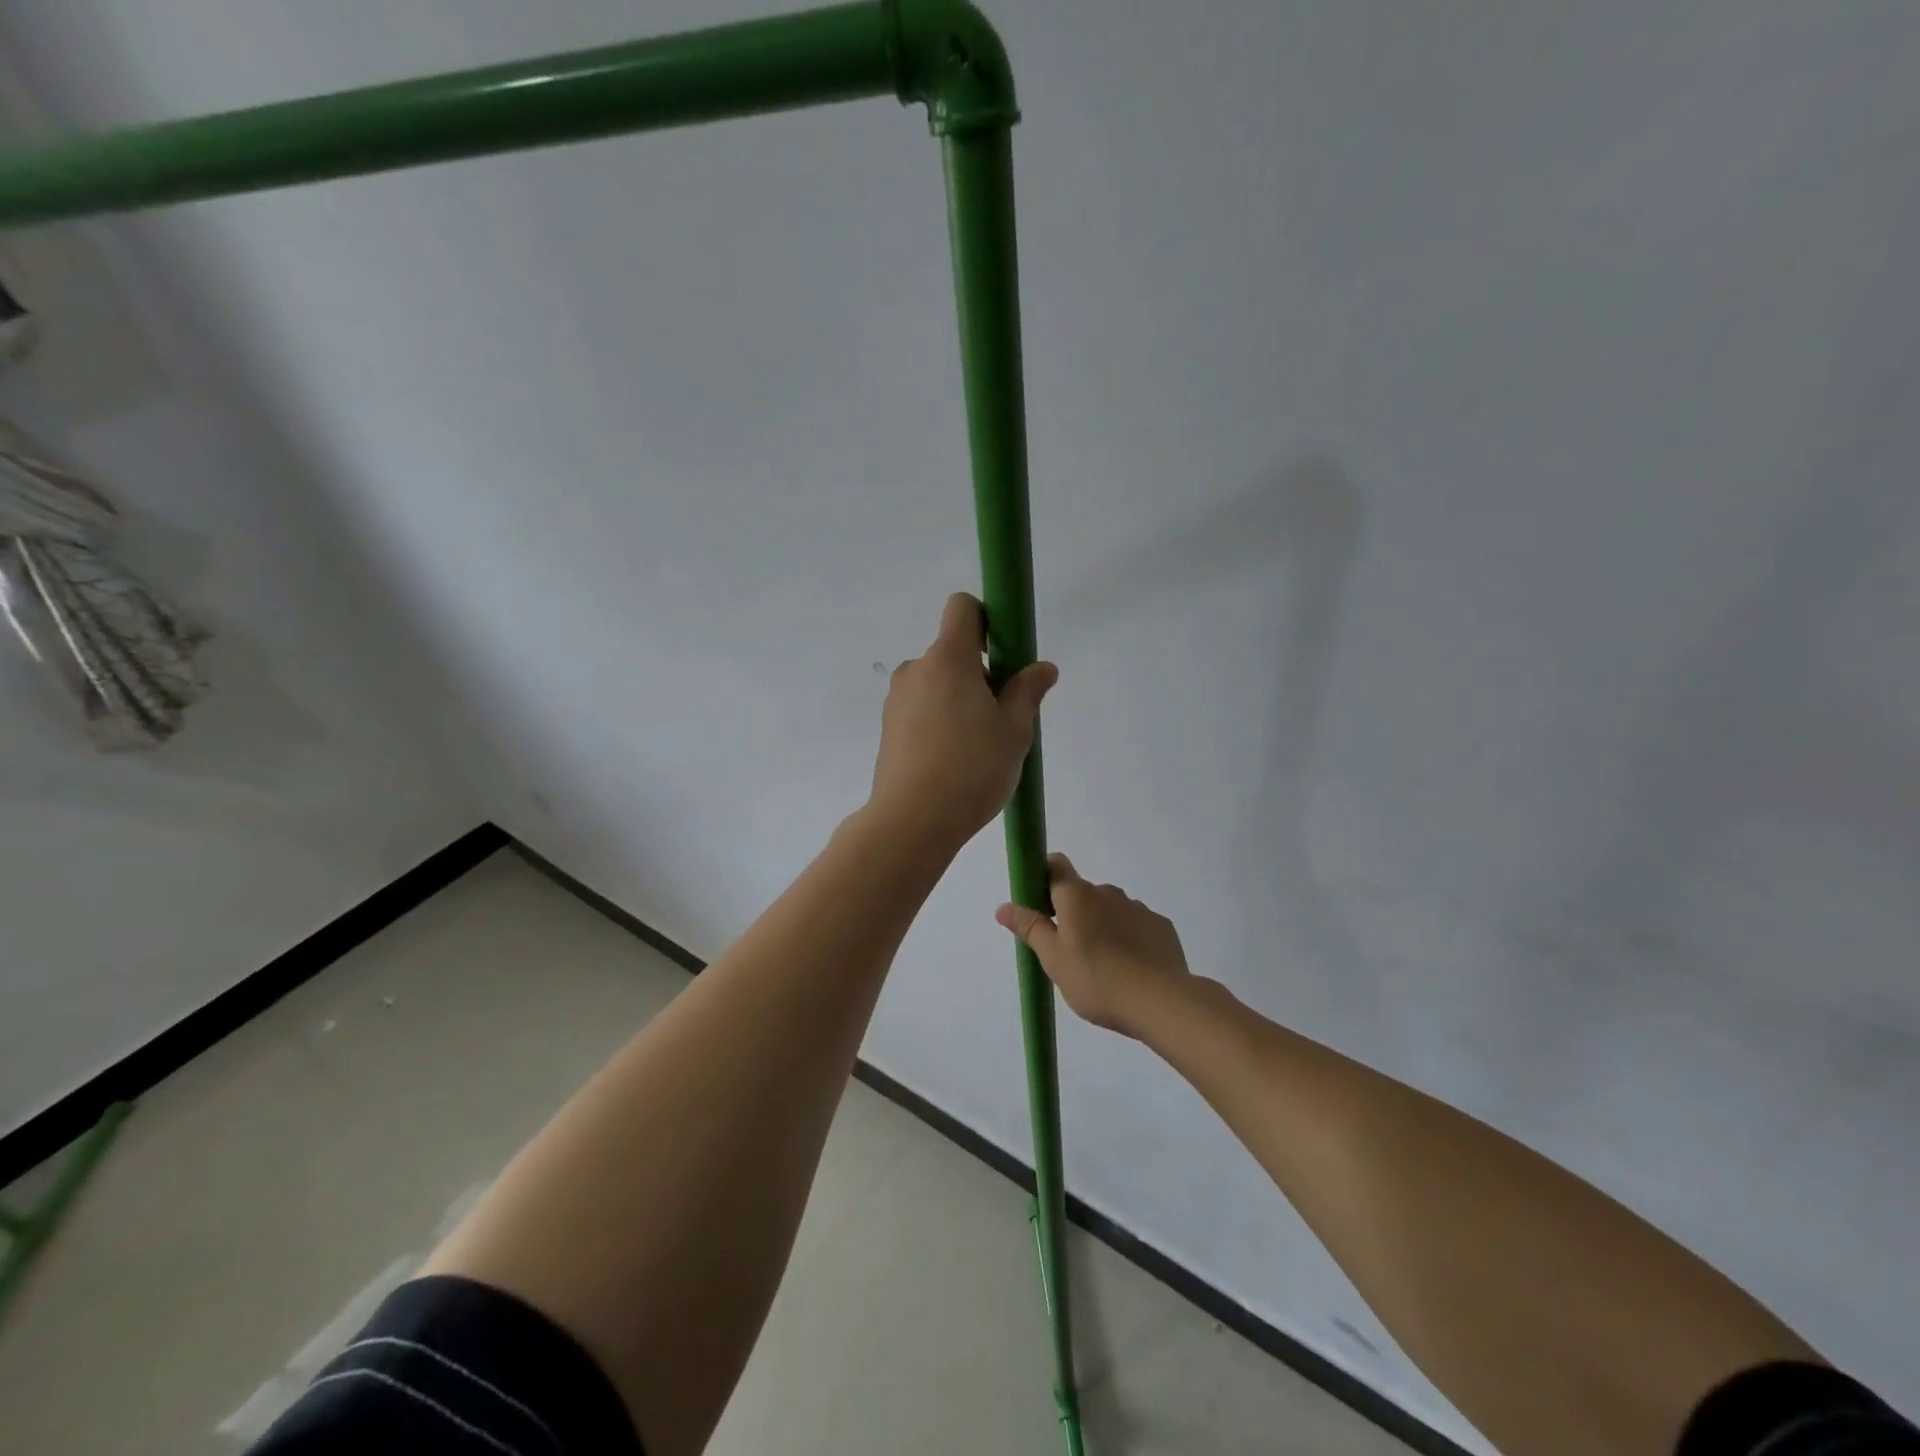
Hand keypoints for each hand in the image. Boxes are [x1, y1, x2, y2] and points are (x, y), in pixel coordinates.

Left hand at [867, 593, 1057, 850]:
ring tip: (978, 747)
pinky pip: (922, 709)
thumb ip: (1028, 691)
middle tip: (1002, 718)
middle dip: (980, 674)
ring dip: (960, 700)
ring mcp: (897, 699)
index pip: (962, 608)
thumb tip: (1042, 668)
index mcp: (948, 659)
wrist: (912, 820)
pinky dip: (941, 721)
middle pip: (953, 652)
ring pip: (938, 684)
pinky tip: (954, 761)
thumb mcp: (1015, 730)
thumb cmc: (972, 768)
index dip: (987, 620)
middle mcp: (916, 669)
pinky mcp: (888, 728)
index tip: (1004, 656)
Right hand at [996, 854, 1191, 1035]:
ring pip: (1110, 910)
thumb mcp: (1053, 959)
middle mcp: (1107, 892)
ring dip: (1102, 927)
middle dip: (1073, 914)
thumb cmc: (1096, 979)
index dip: (1044, 877)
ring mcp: (1137, 908)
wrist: (1161, 1001)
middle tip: (1069, 952)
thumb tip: (1004, 906)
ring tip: (1103, 967)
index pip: (1056, 865)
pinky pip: (1136, 926)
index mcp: (1077, 896)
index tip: (1039, 904)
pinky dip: (1128, 939)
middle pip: (1082, 893)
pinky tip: (1130, 969)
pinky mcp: (1161, 926)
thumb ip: (1030, 928)